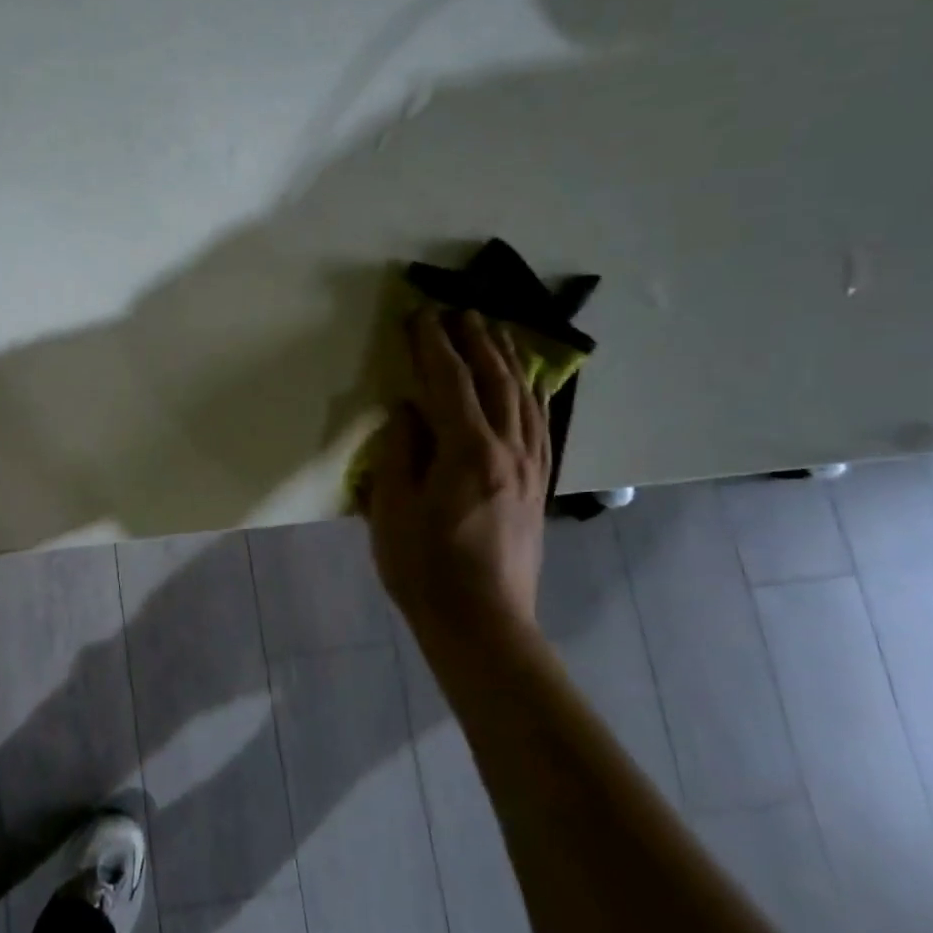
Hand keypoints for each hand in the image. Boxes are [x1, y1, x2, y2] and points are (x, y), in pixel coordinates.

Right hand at [364, 308, 550, 634]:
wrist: (481, 622)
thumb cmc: (424, 567)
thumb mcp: (392, 508)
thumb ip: (401, 451)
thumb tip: (409, 410)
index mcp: (467, 451)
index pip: (449, 382)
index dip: (433, 345)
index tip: (420, 315)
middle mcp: (508, 449)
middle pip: (495, 380)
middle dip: (476, 341)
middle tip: (460, 310)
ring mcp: (530, 468)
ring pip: (524, 398)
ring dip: (508, 360)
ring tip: (495, 332)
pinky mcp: (538, 486)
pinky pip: (540, 425)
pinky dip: (532, 395)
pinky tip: (528, 385)